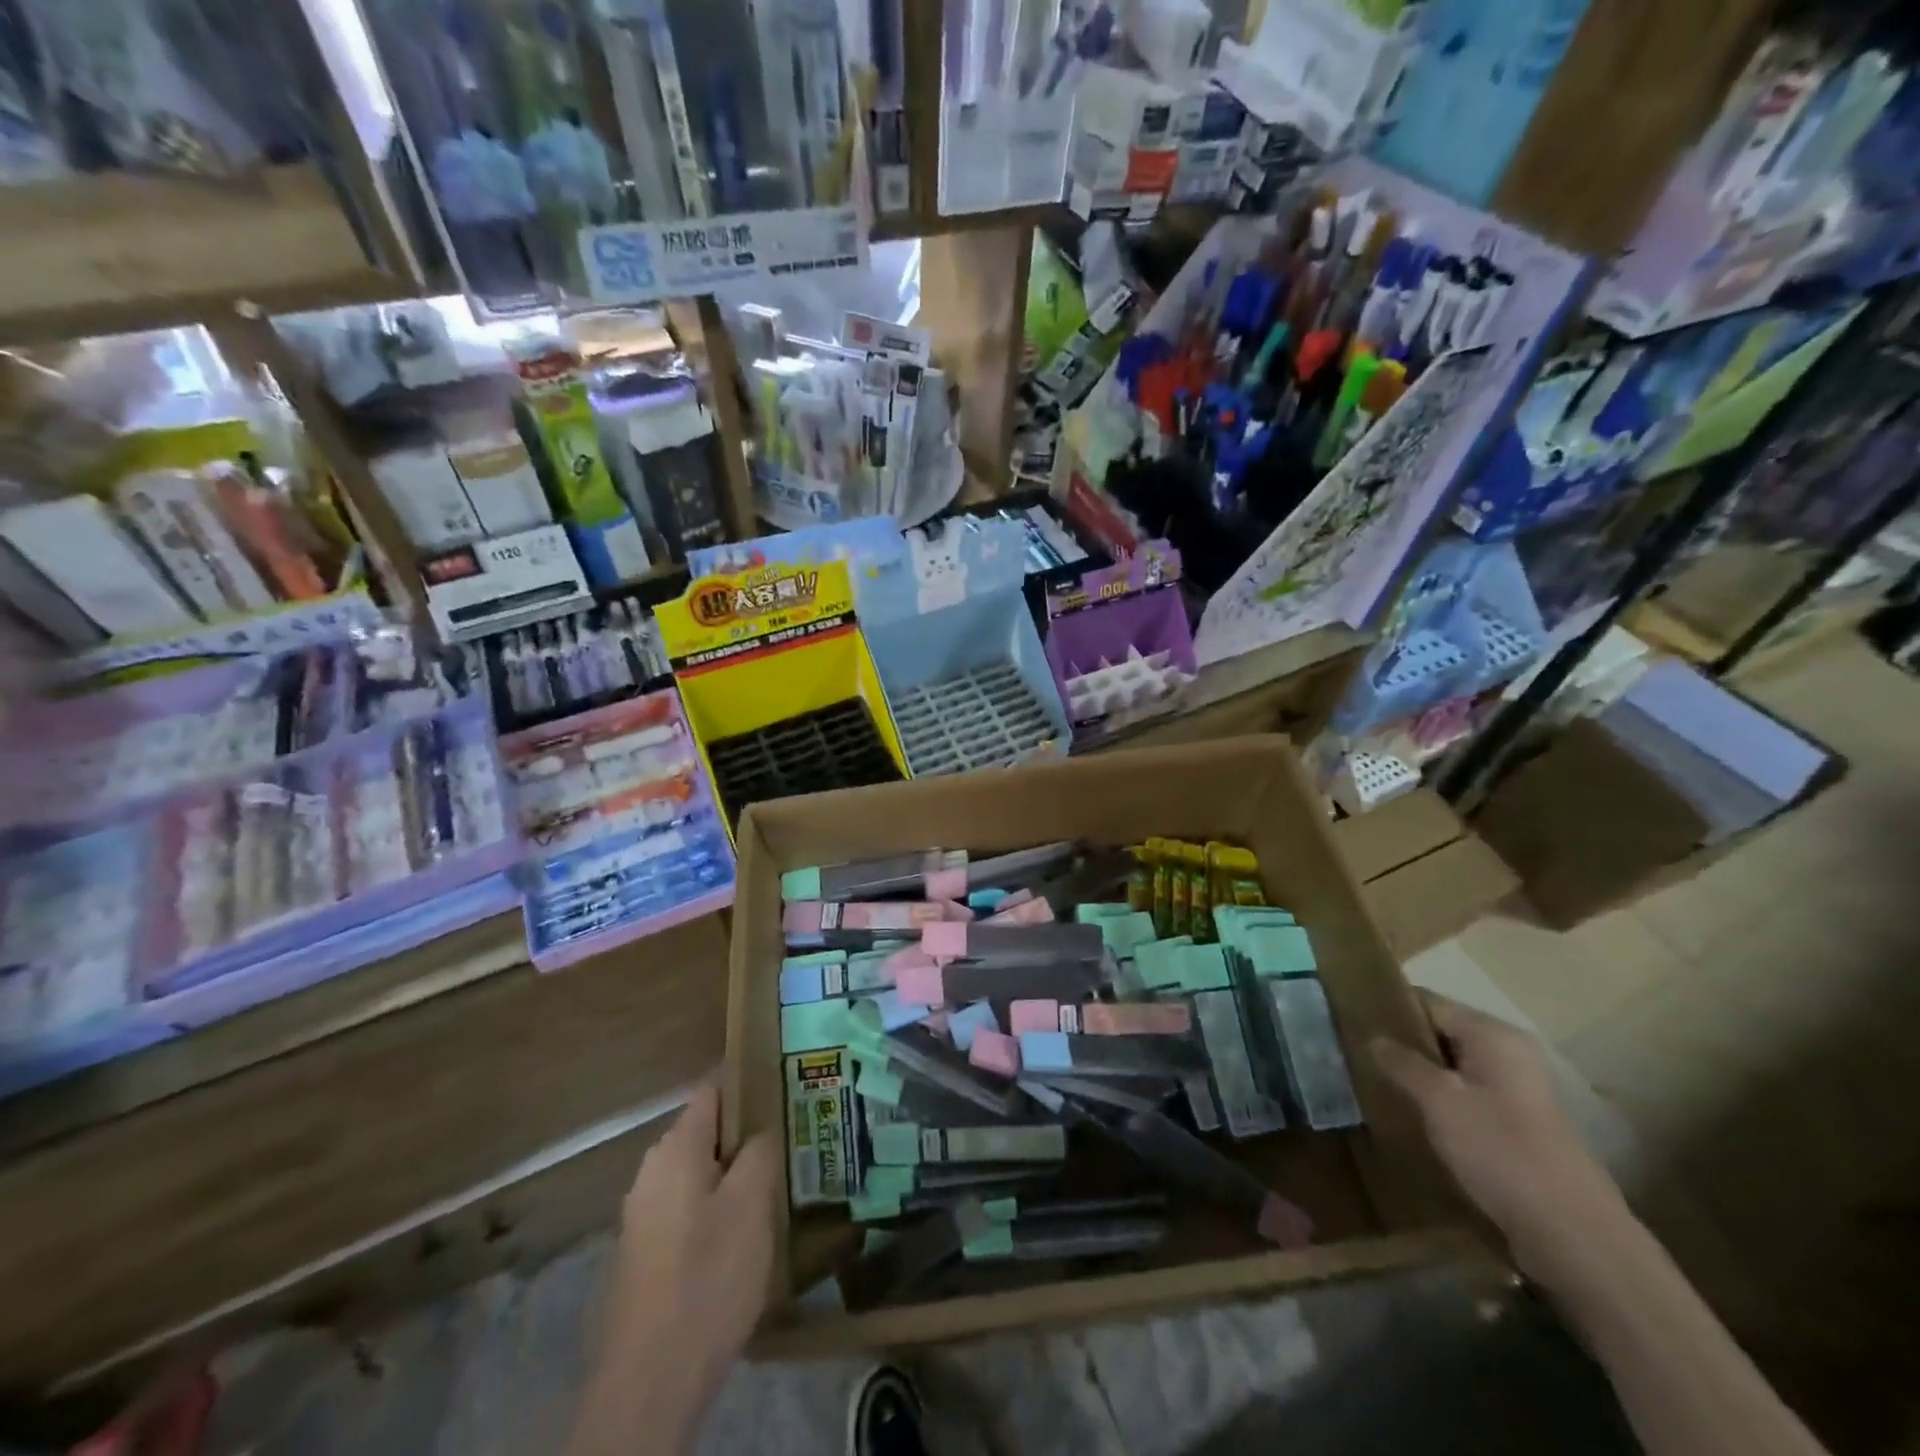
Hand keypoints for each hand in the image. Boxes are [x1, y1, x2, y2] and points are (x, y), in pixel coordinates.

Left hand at [574, 1087, 778, 1455]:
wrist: (650, 1381)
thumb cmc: (708, 1277)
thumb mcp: (752, 1204)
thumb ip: (760, 1151)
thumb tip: (762, 1128)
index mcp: (675, 1149)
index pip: (712, 1090)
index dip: (748, 1082)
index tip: (786, 1087)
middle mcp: (652, 1171)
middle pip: (706, 1131)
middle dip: (746, 1132)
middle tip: (791, 1140)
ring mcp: (643, 1213)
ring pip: (699, 1171)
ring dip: (733, 1173)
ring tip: (776, 1183)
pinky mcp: (644, 1252)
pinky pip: (688, 1206)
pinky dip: (716, 1206)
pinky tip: (744, 1231)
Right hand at [1371, 991, 1631, 1283]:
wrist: (1573, 1237)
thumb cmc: (1501, 1152)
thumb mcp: (1439, 1101)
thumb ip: (1402, 1062)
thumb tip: (1373, 1037)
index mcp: (1494, 1036)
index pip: (1428, 1002)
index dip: (1388, 1008)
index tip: (1348, 1018)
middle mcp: (1508, 1054)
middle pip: (1440, 1033)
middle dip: (1400, 1044)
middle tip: (1353, 1053)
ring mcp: (1515, 1092)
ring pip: (1451, 1068)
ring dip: (1416, 1075)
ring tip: (1372, 1083)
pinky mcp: (1515, 1127)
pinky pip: (1464, 1097)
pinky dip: (1436, 1101)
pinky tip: (1409, 1116)